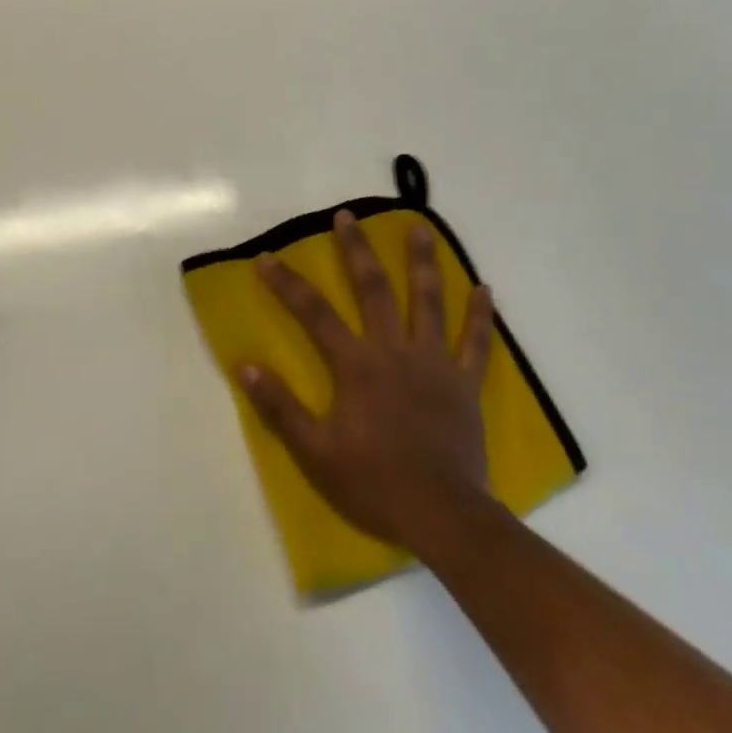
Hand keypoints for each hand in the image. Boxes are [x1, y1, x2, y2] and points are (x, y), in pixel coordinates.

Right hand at [238, 209, 499, 553]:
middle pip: (373, 290)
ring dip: (423, 263)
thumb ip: (280, 407)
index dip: (287, 284)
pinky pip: (476, 343)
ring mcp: (435, 364)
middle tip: (348, 216)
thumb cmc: (373, 483)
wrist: (442, 516)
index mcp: (357, 366)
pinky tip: (486, 290)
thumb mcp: (315, 452)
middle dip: (357, 250)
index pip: (313, 314)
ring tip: (420, 227)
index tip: (266, 257)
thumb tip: (245, 366)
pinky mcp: (464, 384)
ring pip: (428, 302)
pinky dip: (481, 316)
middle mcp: (395, 351)